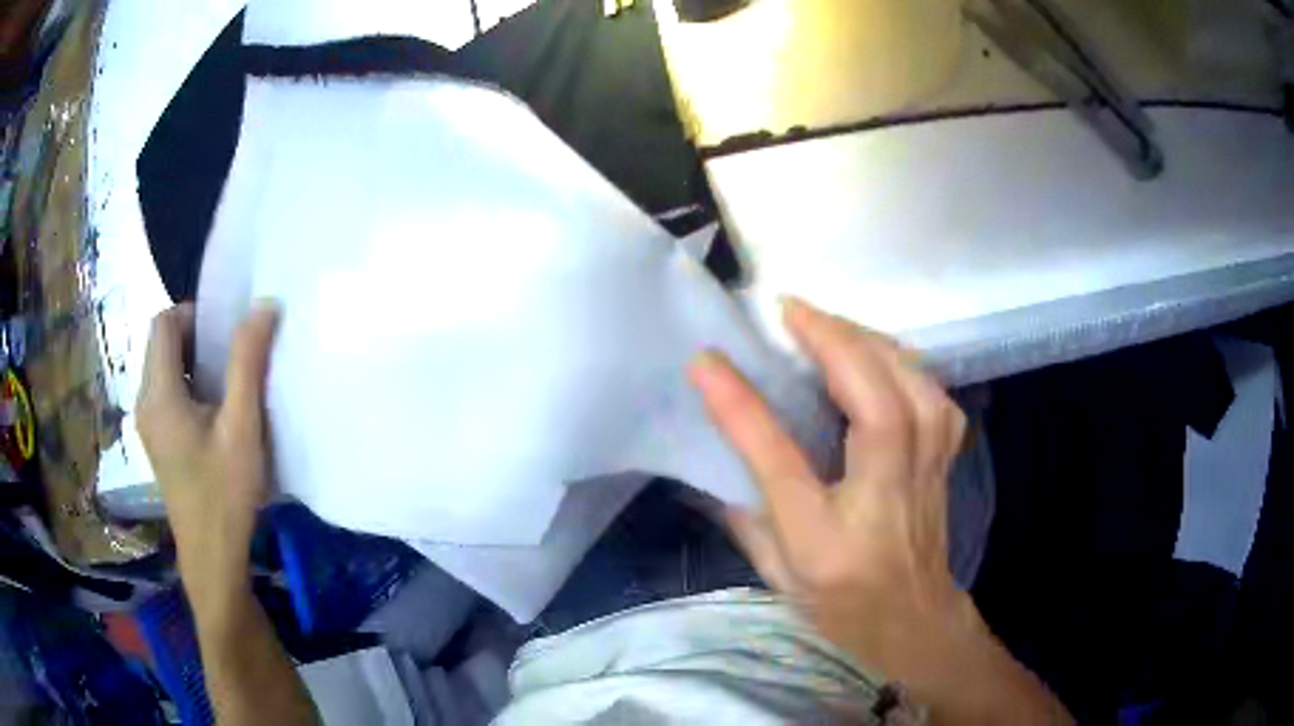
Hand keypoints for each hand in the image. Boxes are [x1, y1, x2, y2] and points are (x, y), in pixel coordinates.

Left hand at [137, 302, 279, 623]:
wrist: (212, 557)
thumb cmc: (225, 493)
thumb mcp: (242, 427)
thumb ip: (248, 363)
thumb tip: (264, 306)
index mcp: (159, 393)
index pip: (164, 323)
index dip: (193, 315)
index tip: (225, 335)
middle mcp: (144, 401)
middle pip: (161, 343)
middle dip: (195, 338)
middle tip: (231, 359)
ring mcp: (147, 423)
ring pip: (163, 368)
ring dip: (192, 363)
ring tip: (226, 387)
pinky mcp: (156, 441)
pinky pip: (165, 393)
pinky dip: (187, 387)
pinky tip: (213, 416)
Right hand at [691, 297, 1069, 722]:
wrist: (913, 622)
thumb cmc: (840, 604)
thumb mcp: (776, 573)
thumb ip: (743, 514)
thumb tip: (711, 452)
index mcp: (829, 539)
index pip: (783, 461)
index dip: (744, 407)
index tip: (708, 359)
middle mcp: (887, 497)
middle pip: (875, 403)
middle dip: (832, 341)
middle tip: (789, 310)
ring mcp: (928, 473)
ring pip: (914, 387)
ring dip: (870, 342)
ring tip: (829, 324)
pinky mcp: (945, 456)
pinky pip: (933, 392)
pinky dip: (904, 360)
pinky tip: (879, 353)